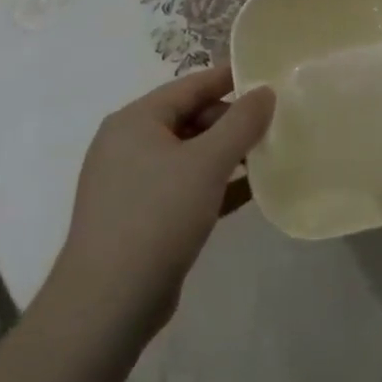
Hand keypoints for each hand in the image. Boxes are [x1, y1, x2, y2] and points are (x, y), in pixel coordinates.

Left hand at [49, 67, 273, 340]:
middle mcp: (128, 144)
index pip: (191, 85)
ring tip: (269, 155)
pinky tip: (251, 191)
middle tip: (274, 125)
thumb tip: (265, 91)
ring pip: (189, 154)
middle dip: (232, 121)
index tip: (269, 77)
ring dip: (227, 154)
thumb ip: (241, 122)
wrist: (107, 303)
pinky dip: (215, 184)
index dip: (230, 78)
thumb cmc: (157, 216)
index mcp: (136, 120)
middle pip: (190, 118)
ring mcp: (132, 183)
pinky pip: (185, 186)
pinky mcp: (141, 217)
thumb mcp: (207, 163)